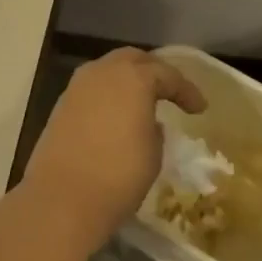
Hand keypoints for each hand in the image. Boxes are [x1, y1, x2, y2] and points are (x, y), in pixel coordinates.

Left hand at [21, 48, 205, 250]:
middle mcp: (104, 72)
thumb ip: (155, 130)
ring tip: (142, 100)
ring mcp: (78, 87)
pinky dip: (108, 95)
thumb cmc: (118, 176)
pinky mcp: (61, 106)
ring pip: (109, 70)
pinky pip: (92, 89)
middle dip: (154, 71)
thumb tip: (148, 123)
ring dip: (128, 80)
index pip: (168, 75)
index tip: (200, 108)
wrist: (61, 201)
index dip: (187, 91)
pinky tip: (116, 114)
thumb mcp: (153, 155)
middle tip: (170, 91)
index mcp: (134, 78)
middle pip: (134, 60)